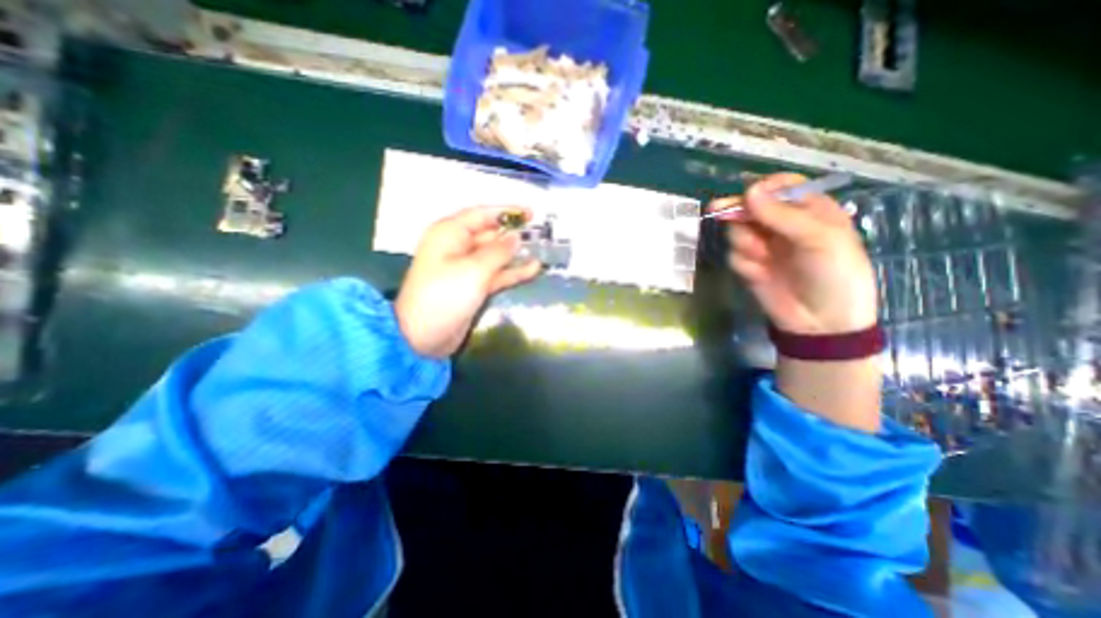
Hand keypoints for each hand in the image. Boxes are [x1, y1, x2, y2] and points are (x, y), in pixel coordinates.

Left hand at [397, 205, 541, 357]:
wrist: (423, 336)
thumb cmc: (444, 296)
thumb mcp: (474, 270)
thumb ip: (499, 251)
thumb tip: (517, 237)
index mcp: (450, 233)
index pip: (482, 214)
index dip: (507, 212)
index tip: (532, 213)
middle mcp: (458, 246)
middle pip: (491, 234)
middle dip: (514, 234)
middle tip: (542, 234)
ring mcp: (467, 268)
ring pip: (496, 255)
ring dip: (517, 254)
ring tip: (542, 250)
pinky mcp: (474, 286)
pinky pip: (496, 274)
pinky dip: (513, 272)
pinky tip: (533, 269)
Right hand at [715, 174, 878, 335]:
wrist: (820, 322)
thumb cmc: (833, 274)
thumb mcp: (818, 239)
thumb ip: (782, 215)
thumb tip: (749, 191)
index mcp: (809, 210)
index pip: (780, 187)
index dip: (762, 189)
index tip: (748, 196)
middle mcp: (782, 225)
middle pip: (750, 207)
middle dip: (737, 213)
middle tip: (716, 212)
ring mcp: (763, 245)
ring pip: (737, 231)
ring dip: (744, 242)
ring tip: (762, 257)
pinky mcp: (749, 265)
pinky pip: (734, 255)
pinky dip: (743, 262)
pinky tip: (758, 273)